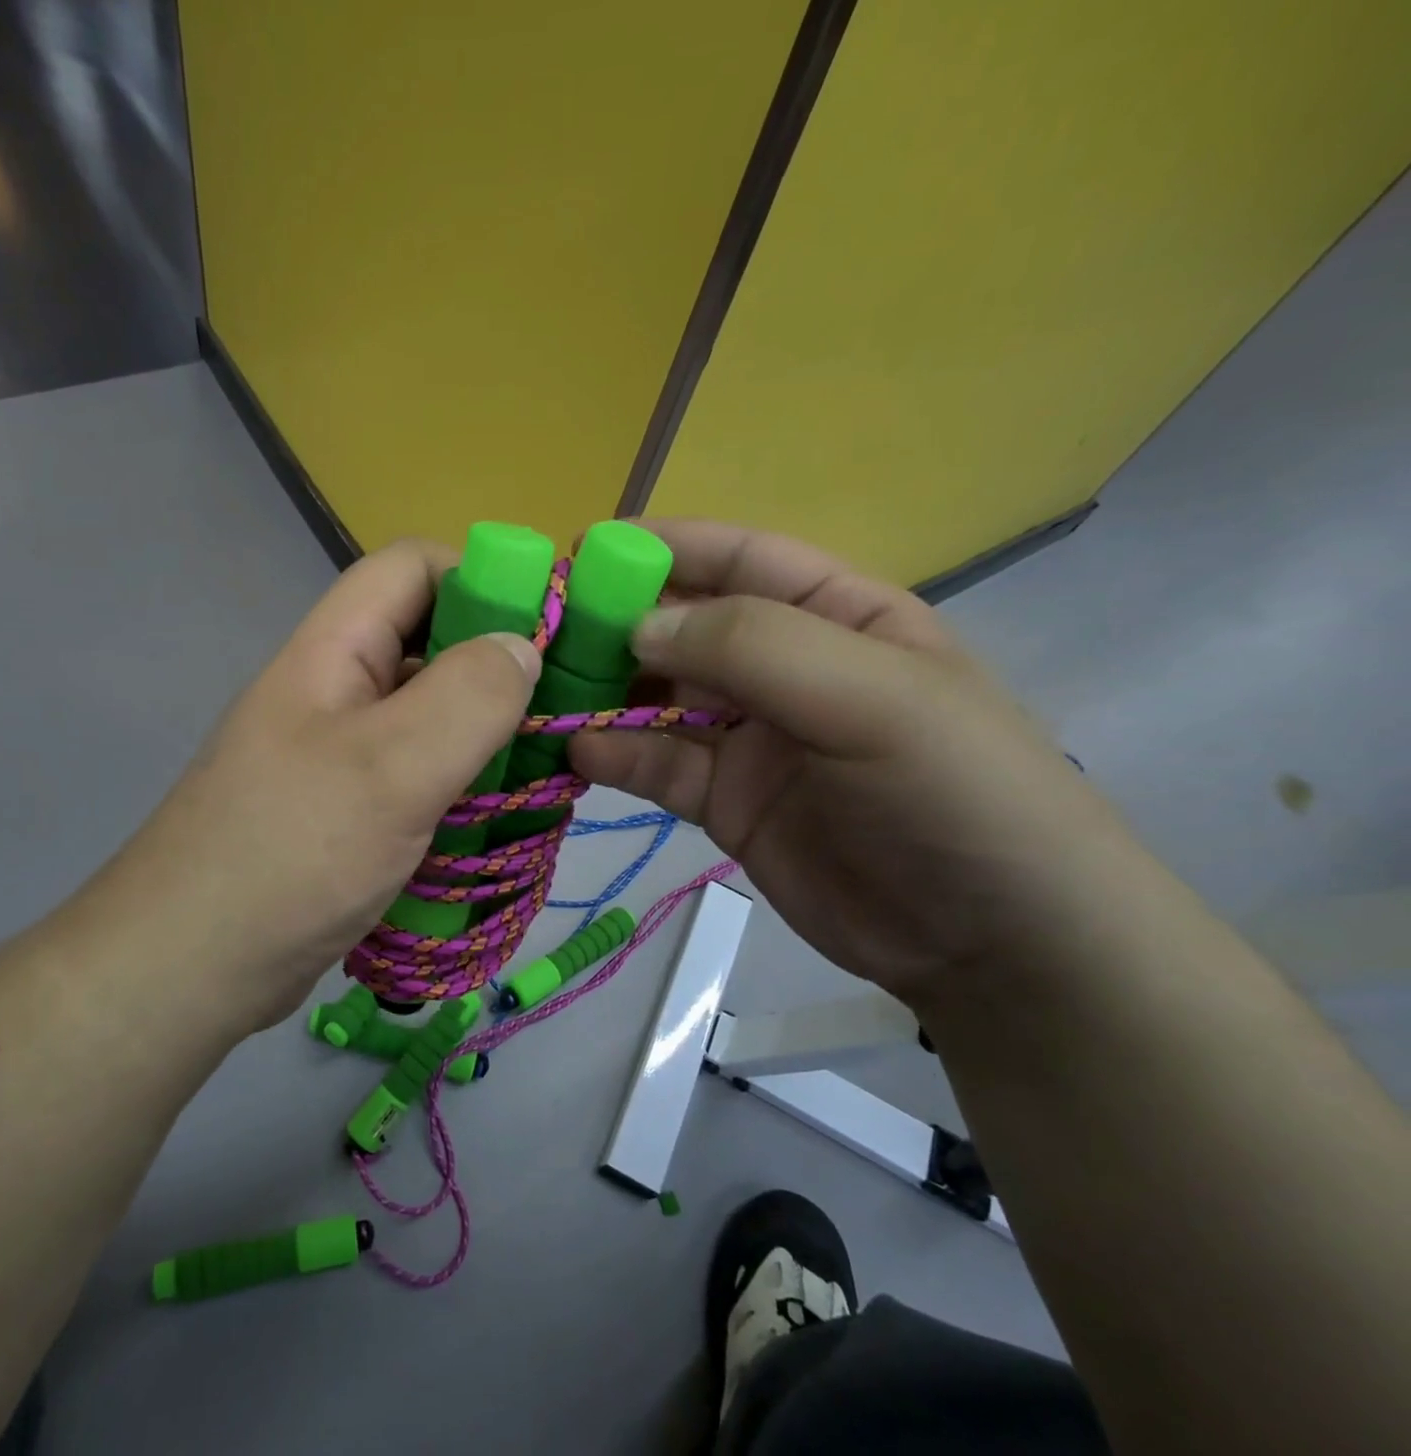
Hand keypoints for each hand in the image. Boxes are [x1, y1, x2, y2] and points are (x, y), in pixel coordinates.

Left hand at [94, 541, 540, 1031]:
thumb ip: (466, 696)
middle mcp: (336, 688)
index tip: (546, 633)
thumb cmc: (290, 855)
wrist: (189, 968)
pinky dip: (462, 780)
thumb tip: (523, 646)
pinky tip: (499, 813)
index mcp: (334, 650)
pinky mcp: (349, 807)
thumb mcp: (390, 767)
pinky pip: (419, 771)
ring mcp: (341, 751)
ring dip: (486, 732)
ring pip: (429, 713)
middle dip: (496, 665)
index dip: (481, 580)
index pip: (411, 568)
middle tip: (559, 710)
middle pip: (427, 641)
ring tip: (543, 767)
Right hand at [568, 519, 1147, 1000]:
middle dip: (616, 624)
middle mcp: (785, 668)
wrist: (994, 945)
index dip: (665, 548)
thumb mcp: (872, 696)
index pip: (741, 559)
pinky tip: (574, 753)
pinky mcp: (724, 802)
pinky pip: (657, 765)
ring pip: (658, 697)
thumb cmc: (955, 793)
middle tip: (540, 632)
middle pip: (685, 628)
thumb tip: (637, 625)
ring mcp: (749, 738)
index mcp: (836, 616)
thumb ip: (755, 646)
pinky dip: (614, 755)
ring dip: (603, 692)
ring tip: (541, 693)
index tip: (584, 553)